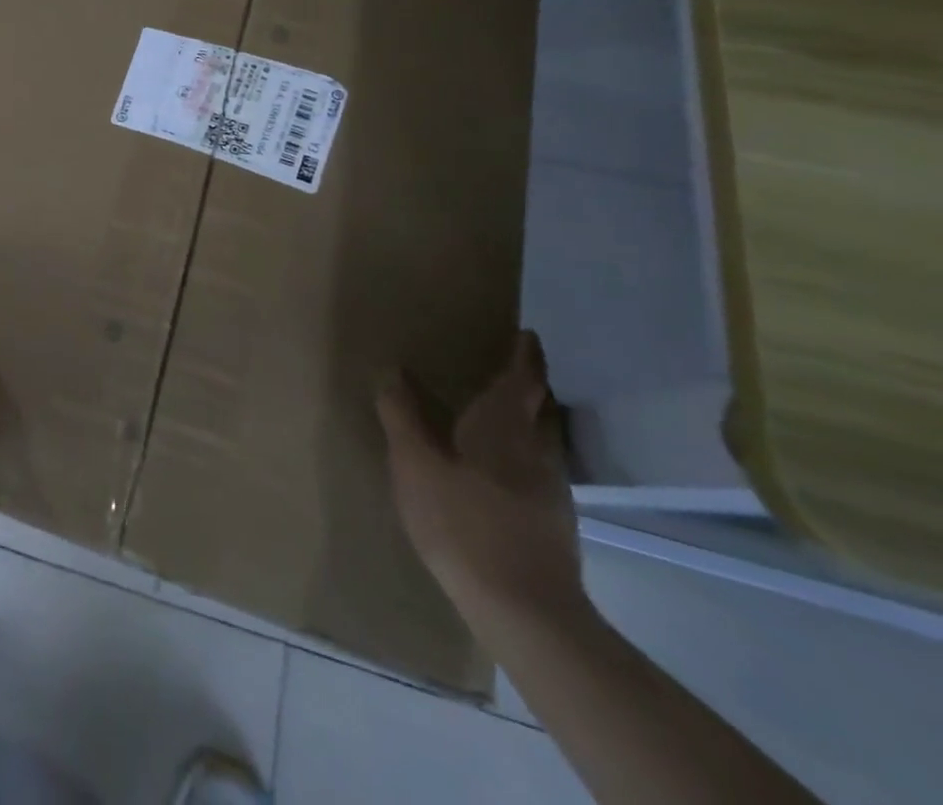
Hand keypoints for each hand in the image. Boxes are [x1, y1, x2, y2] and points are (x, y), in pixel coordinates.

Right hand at [376, 330, 584, 626]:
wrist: (524, 609)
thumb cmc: (462, 521)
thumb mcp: (414, 463)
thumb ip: (402, 415)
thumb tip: (392, 370)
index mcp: (504, 427)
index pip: (522, 380)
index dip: (524, 356)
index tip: (526, 335)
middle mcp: (536, 450)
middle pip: (540, 407)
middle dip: (530, 385)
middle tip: (513, 367)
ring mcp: (551, 489)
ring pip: (545, 439)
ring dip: (531, 418)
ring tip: (506, 411)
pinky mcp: (554, 522)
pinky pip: (542, 468)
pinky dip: (527, 452)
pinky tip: (507, 468)